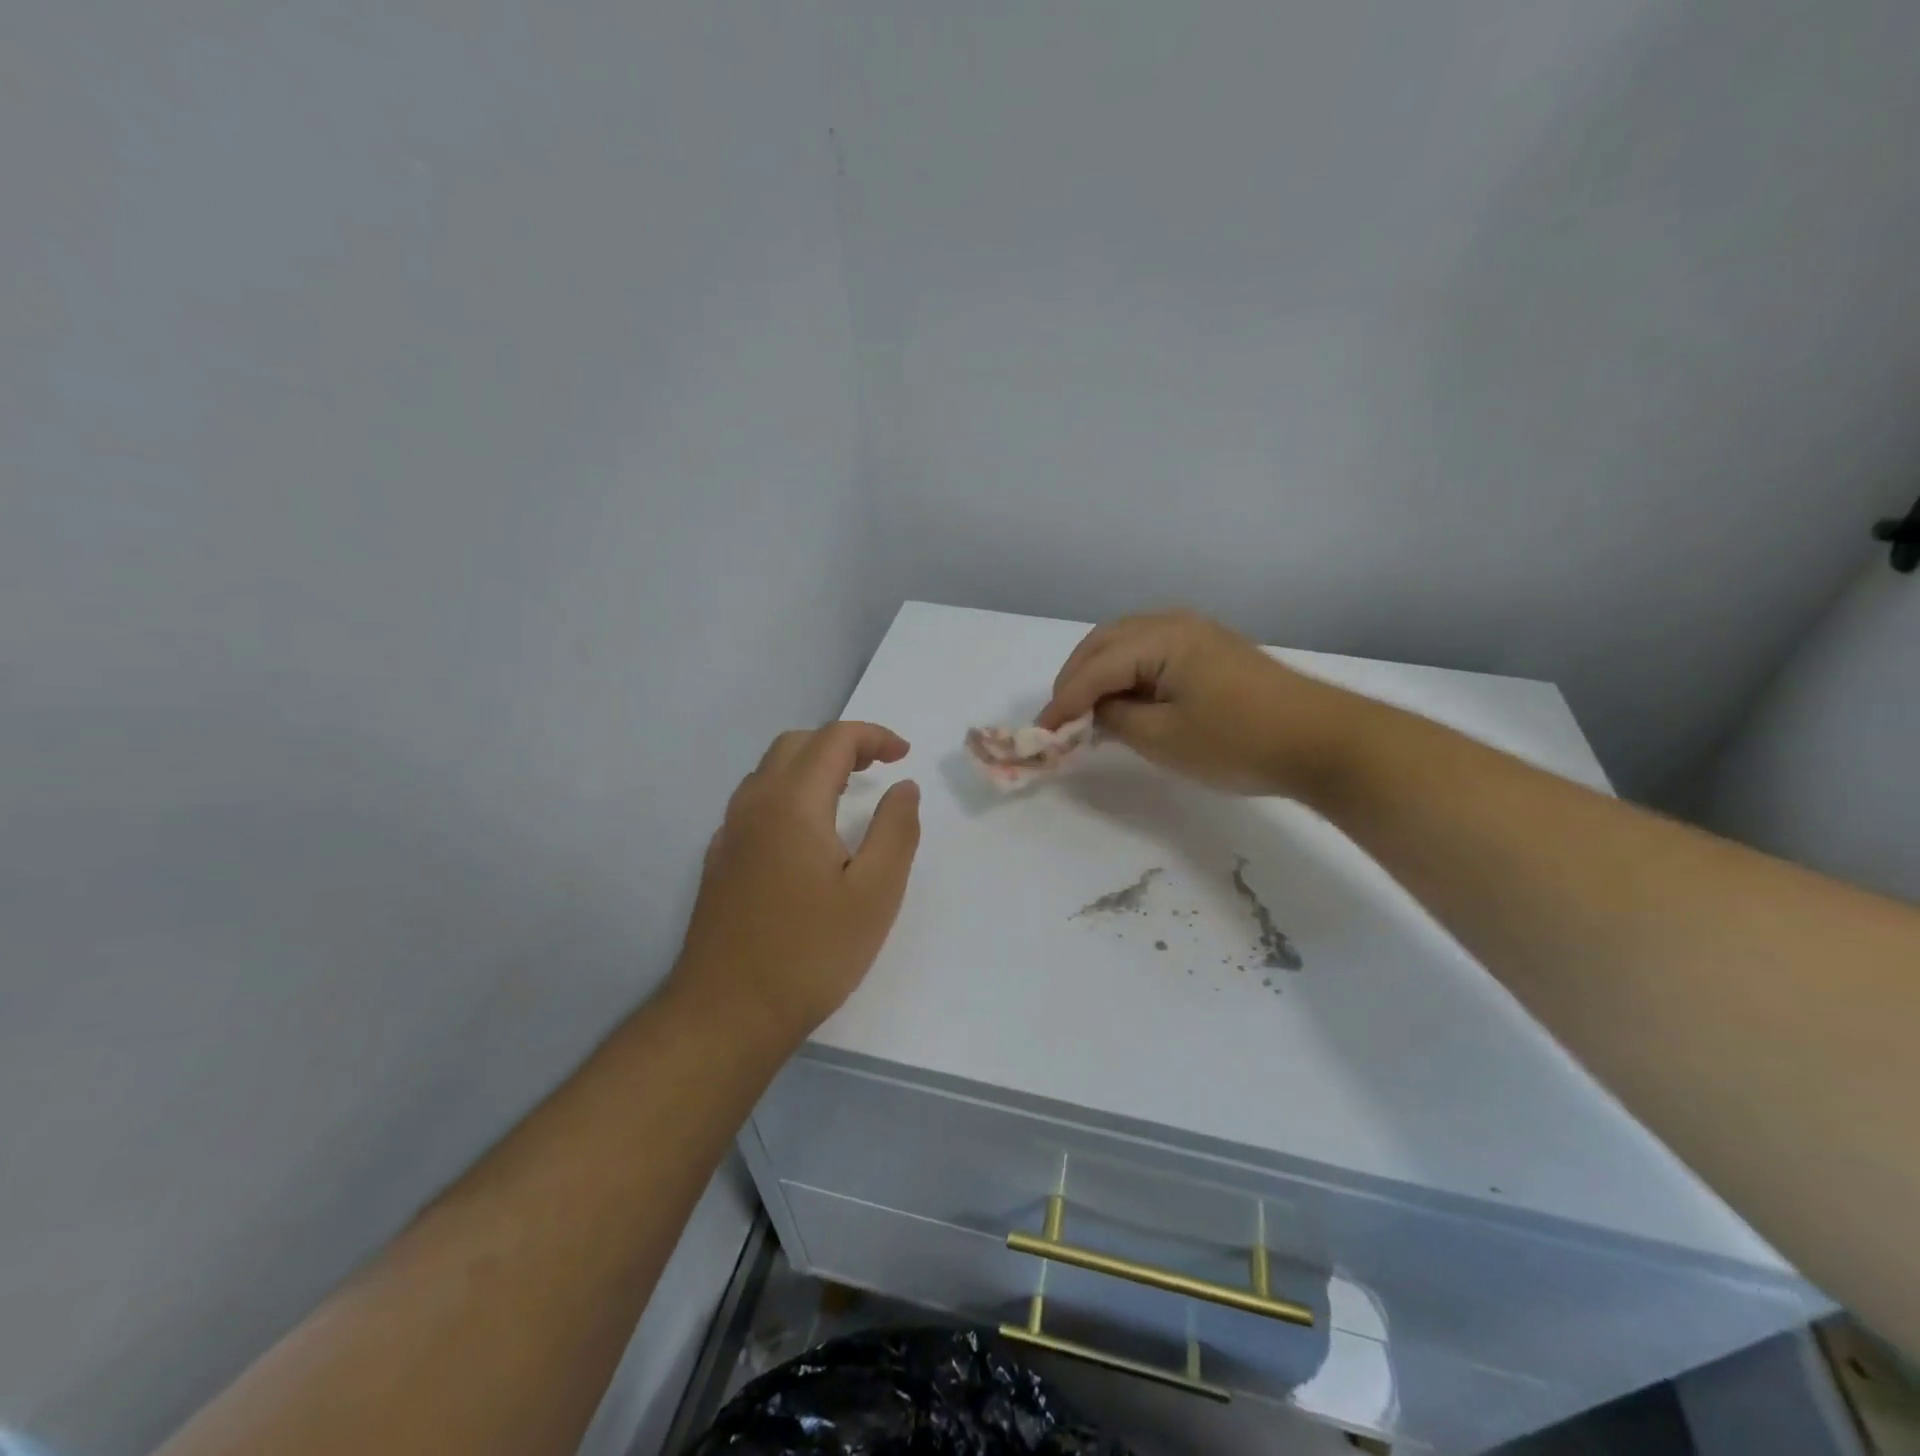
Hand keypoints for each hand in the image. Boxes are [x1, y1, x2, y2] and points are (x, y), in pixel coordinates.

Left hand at [673, 722, 921, 1045]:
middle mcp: (753, 805)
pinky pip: (755, 802)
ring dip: (812, 765)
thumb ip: (896, 830)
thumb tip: (904, 787)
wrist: (727, 1013)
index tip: (904, 755)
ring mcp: (729, 833)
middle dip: (841, 744)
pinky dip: (789, 792)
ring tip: (848, 792)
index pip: (833, 740)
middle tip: (878, 767)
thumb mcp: (876, 893)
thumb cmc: (811, 953)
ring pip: (770, 771)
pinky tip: (808, 833)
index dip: (874, 736)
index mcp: (792, 803)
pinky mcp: (720, 860)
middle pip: (795, 745)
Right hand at [1038, 610, 1340, 795]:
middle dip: (1075, 679)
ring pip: (1127, 644)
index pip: (1094, 668)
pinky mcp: (1212, 651)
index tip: (1039, 735)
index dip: (1062, 702)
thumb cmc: (1238, 742)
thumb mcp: (1163, 739)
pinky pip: (1151, 652)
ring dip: (1099, 673)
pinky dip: (1127, 674)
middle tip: (1058, 720)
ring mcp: (1197, 634)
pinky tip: (1125, 700)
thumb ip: (1115, 720)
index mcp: (1161, 638)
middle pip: (1105, 643)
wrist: (1323, 743)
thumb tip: (1094, 711)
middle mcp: (1175, 623)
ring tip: (1085, 710)